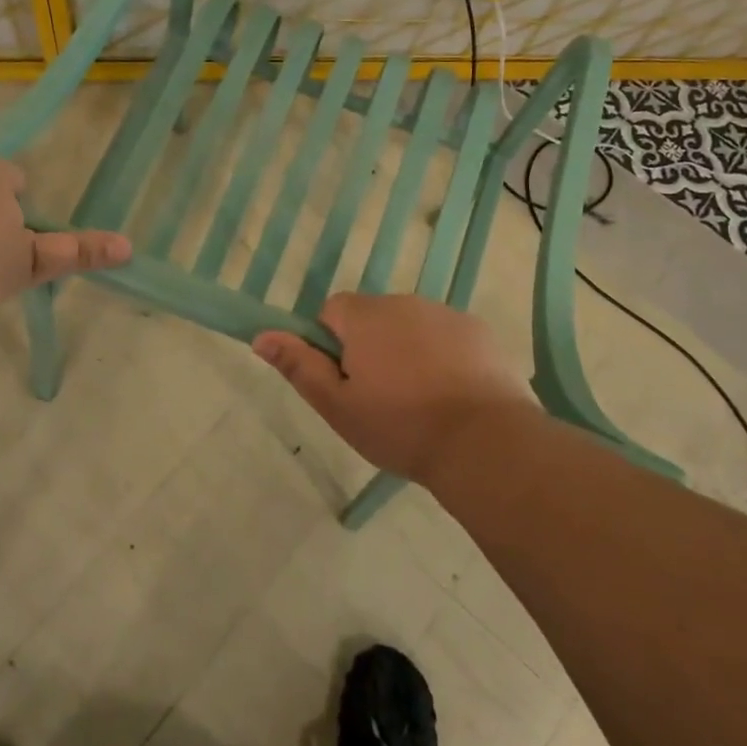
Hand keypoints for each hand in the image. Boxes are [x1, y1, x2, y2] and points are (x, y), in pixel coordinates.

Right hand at [253, 293, 538, 484]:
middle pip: (373, 317)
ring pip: (411, 327)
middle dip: (371, 347)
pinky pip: (447, 337)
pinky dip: (444, 357)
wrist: (485, 442)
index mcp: (366, 316)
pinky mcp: (479, 331)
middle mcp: (405, 302)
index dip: (332, 345)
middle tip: (381, 398)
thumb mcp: (338, 406)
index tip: (347, 382)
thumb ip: (299, 366)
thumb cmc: (400, 426)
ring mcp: (446, 314)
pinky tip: (453, 395)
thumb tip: (261, 336)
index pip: (332, 311)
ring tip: (421, 402)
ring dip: (407, 351)